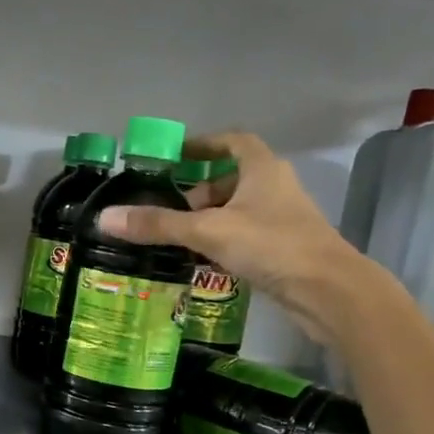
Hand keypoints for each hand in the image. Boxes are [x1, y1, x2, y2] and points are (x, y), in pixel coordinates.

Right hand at [95, 131, 376, 344]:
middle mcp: (275, 188)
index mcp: (262, 169)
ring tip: (178, 236)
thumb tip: (105, 218)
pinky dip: (222, 242)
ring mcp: (282, 220)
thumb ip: (158, 225)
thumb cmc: (271, 245)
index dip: (204, 145)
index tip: (176, 155)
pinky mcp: (283, 249)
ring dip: (209, 219)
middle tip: (169, 206)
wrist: (328, 291)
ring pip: (238, 210)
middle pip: (232, 178)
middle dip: (200, 190)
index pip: (232, 142)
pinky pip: (245, 236)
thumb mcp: (208, 231)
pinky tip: (202, 261)